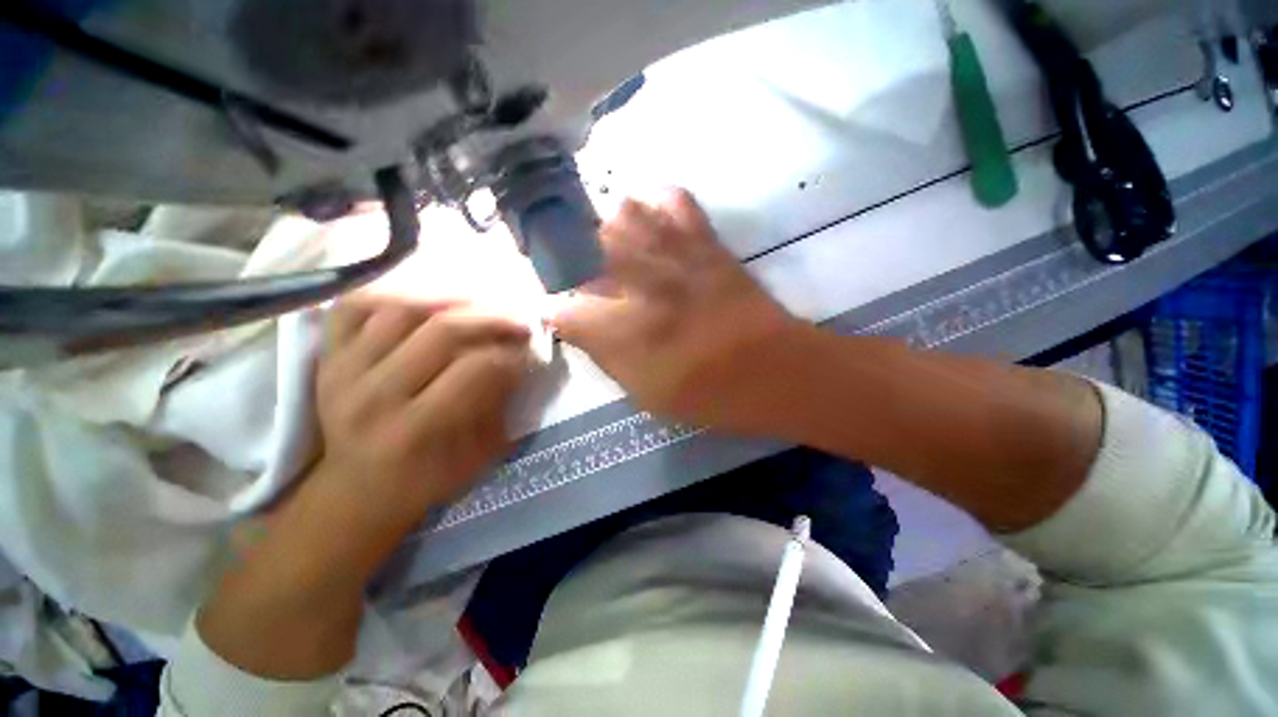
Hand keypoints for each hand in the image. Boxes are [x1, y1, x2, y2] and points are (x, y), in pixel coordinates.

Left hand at [197, 299, 533, 680]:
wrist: (359, 488)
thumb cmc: (429, 477)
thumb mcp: (479, 454)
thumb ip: (502, 404)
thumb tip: (520, 357)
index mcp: (416, 430)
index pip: (476, 369)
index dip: (511, 353)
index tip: (530, 350)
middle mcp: (375, 396)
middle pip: (441, 331)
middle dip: (492, 318)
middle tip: (518, 319)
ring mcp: (342, 371)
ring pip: (401, 308)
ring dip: (452, 299)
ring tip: (480, 302)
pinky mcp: (326, 357)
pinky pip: (356, 305)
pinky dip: (394, 291)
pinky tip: (427, 297)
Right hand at [551, 189, 802, 432]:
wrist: (773, 370)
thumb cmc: (705, 392)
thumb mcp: (643, 392)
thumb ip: (605, 355)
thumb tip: (579, 327)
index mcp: (624, 331)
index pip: (563, 308)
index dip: (557, 311)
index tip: (562, 315)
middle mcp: (641, 285)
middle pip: (583, 248)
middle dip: (572, 260)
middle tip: (579, 275)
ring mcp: (676, 256)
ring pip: (621, 215)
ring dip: (607, 229)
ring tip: (610, 246)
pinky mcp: (707, 243)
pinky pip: (674, 200)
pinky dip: (656, 202)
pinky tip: (651, 218)